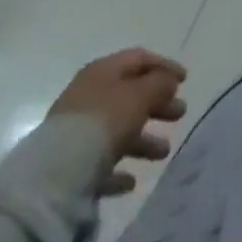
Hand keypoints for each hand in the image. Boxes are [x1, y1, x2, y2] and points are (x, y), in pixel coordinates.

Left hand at [48, 49, 188, 195]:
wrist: (55, 174)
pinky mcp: (70, 166)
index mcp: (102, 72)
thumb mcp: (140, 94)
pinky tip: (131, 181)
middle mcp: (88, 97)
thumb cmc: (105, 120)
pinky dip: (119, 168)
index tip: (185, 80)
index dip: (164, 66)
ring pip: (117, 130)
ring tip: (163, 153)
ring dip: (143, 139)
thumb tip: (167, 82)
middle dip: (157, 104)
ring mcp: (77, 132)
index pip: (138, 59)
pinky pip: (100, 163)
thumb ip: (159, 84)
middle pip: (130, 95)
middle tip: (180, 114)